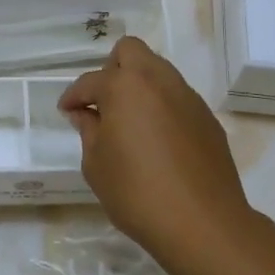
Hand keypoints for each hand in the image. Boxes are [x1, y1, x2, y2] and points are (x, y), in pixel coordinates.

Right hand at [59, 37, 253, 259]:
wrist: (203, 223)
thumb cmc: (137, 193)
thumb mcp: (96, 165)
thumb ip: (88, 130)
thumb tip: (85, 114)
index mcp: (125, 86)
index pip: (90, 81)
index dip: (73, 97)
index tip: (67, 112)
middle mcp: (158, 80)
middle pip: (130, 51)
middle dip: (111, 69)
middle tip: (103, 103)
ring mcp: (187, 97)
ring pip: (158, 70)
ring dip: (139, 85)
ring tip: (129, 120)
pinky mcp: (207, 118)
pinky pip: (177, 97)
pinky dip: (162, 106)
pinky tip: (157, 140)